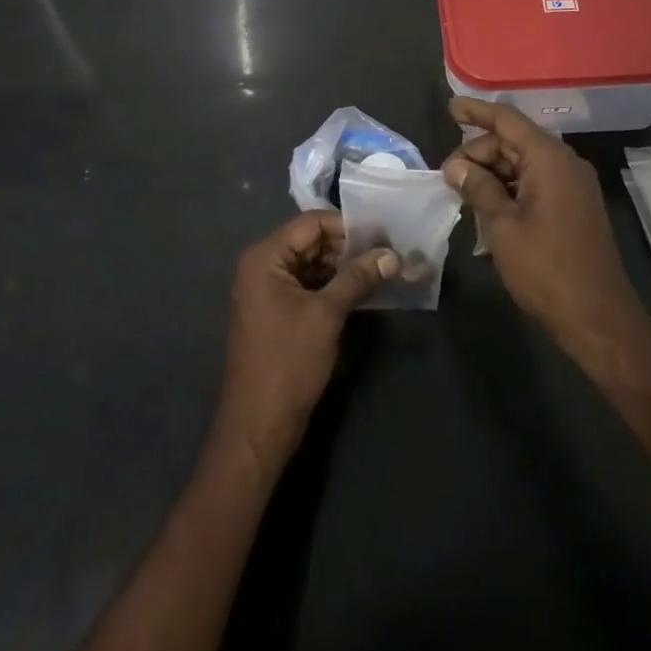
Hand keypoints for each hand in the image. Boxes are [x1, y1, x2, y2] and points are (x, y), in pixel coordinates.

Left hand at [214, 211, 397, 470]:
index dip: (347, 226)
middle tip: (387, 252)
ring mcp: (266, 290)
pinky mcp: (275, 312)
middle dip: (347, 247)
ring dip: (342, 267)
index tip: (383, 234)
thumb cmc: (289, 363)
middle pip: (310, 241)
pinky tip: (361, 291)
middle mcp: (261, 265)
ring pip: (311, 264)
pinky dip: (331, 286)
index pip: (311, 223)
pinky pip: (306, 285)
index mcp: (265, 257)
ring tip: (381, 269)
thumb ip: (358, 278)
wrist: (258, 427)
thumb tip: (391, 255)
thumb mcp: (327, 315)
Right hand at [443, 97, 647, 353]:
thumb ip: (478, 188)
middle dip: (479, 152)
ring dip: (492, 173)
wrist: (599, 320)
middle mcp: (565, 163)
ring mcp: (573, 185)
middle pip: (514, 141)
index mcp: (549, 159)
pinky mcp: (575, 206)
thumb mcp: (502, 228)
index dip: (476, 111)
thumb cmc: (547, 271)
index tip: (450, 108)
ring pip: (524, 163)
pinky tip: (488, 207)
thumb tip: (456, 166)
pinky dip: (510, 188)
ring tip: (462, 193)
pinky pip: (536, 182)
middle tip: (448, 177)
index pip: (507, 120)